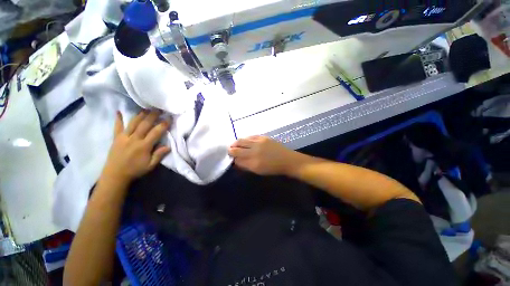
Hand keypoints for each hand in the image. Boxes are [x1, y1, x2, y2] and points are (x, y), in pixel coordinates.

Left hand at [102, 110, 170, 182]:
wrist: (115, 175)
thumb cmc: (135, 170)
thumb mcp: (150, 165)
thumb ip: (159, 155)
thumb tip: (168, 146)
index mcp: (144, 146)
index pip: (156, 132)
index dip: (163, 125)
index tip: (169, 119)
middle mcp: (134, 139)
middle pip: (144, 124)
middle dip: (153, 116)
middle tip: (159, 109)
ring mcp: (124, 137)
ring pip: (133, 123)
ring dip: (140, 115)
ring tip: (146, 108)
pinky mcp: (116, 138)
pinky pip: (117, 127)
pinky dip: (118, 119)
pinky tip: (118, 112)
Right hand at [228, 136, 295, 175]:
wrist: (287, 160)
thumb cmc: (273, 168)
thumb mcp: (258, 171)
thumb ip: (246, 166)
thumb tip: (236, 161)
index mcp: (253, 163)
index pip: (237, 160)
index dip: (232, 159)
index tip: (231, 158)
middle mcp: (254, 152)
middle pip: (236, 149)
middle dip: (231, 150)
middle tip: (230, 150)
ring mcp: (258, 143)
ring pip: (241, 141)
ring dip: (236, 143)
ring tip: (235, 144)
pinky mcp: (263, 137)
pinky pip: (250, 137)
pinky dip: (245, 139)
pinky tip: (245, 141)